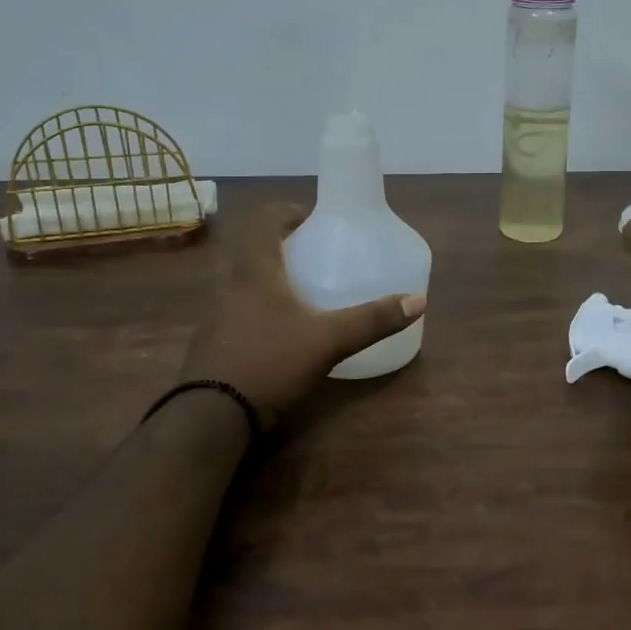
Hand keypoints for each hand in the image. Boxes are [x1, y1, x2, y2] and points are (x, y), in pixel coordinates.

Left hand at [180, 202, 425, 426]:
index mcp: (255, 270)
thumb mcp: (328, 341)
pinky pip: (241, 310)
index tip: (314, 220)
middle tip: (318, 256)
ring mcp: (217, 315)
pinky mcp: (214, 343)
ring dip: (273, 278)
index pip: (263, 220)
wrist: (211, 417)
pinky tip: (285, 332)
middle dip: (285, 247)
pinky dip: (263, 308)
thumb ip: (371, 320)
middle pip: (254, 249)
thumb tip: (418, 300)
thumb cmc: (270, 362)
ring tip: (307, 293)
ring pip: (246, 281)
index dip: (288, 212)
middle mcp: (231, 285)